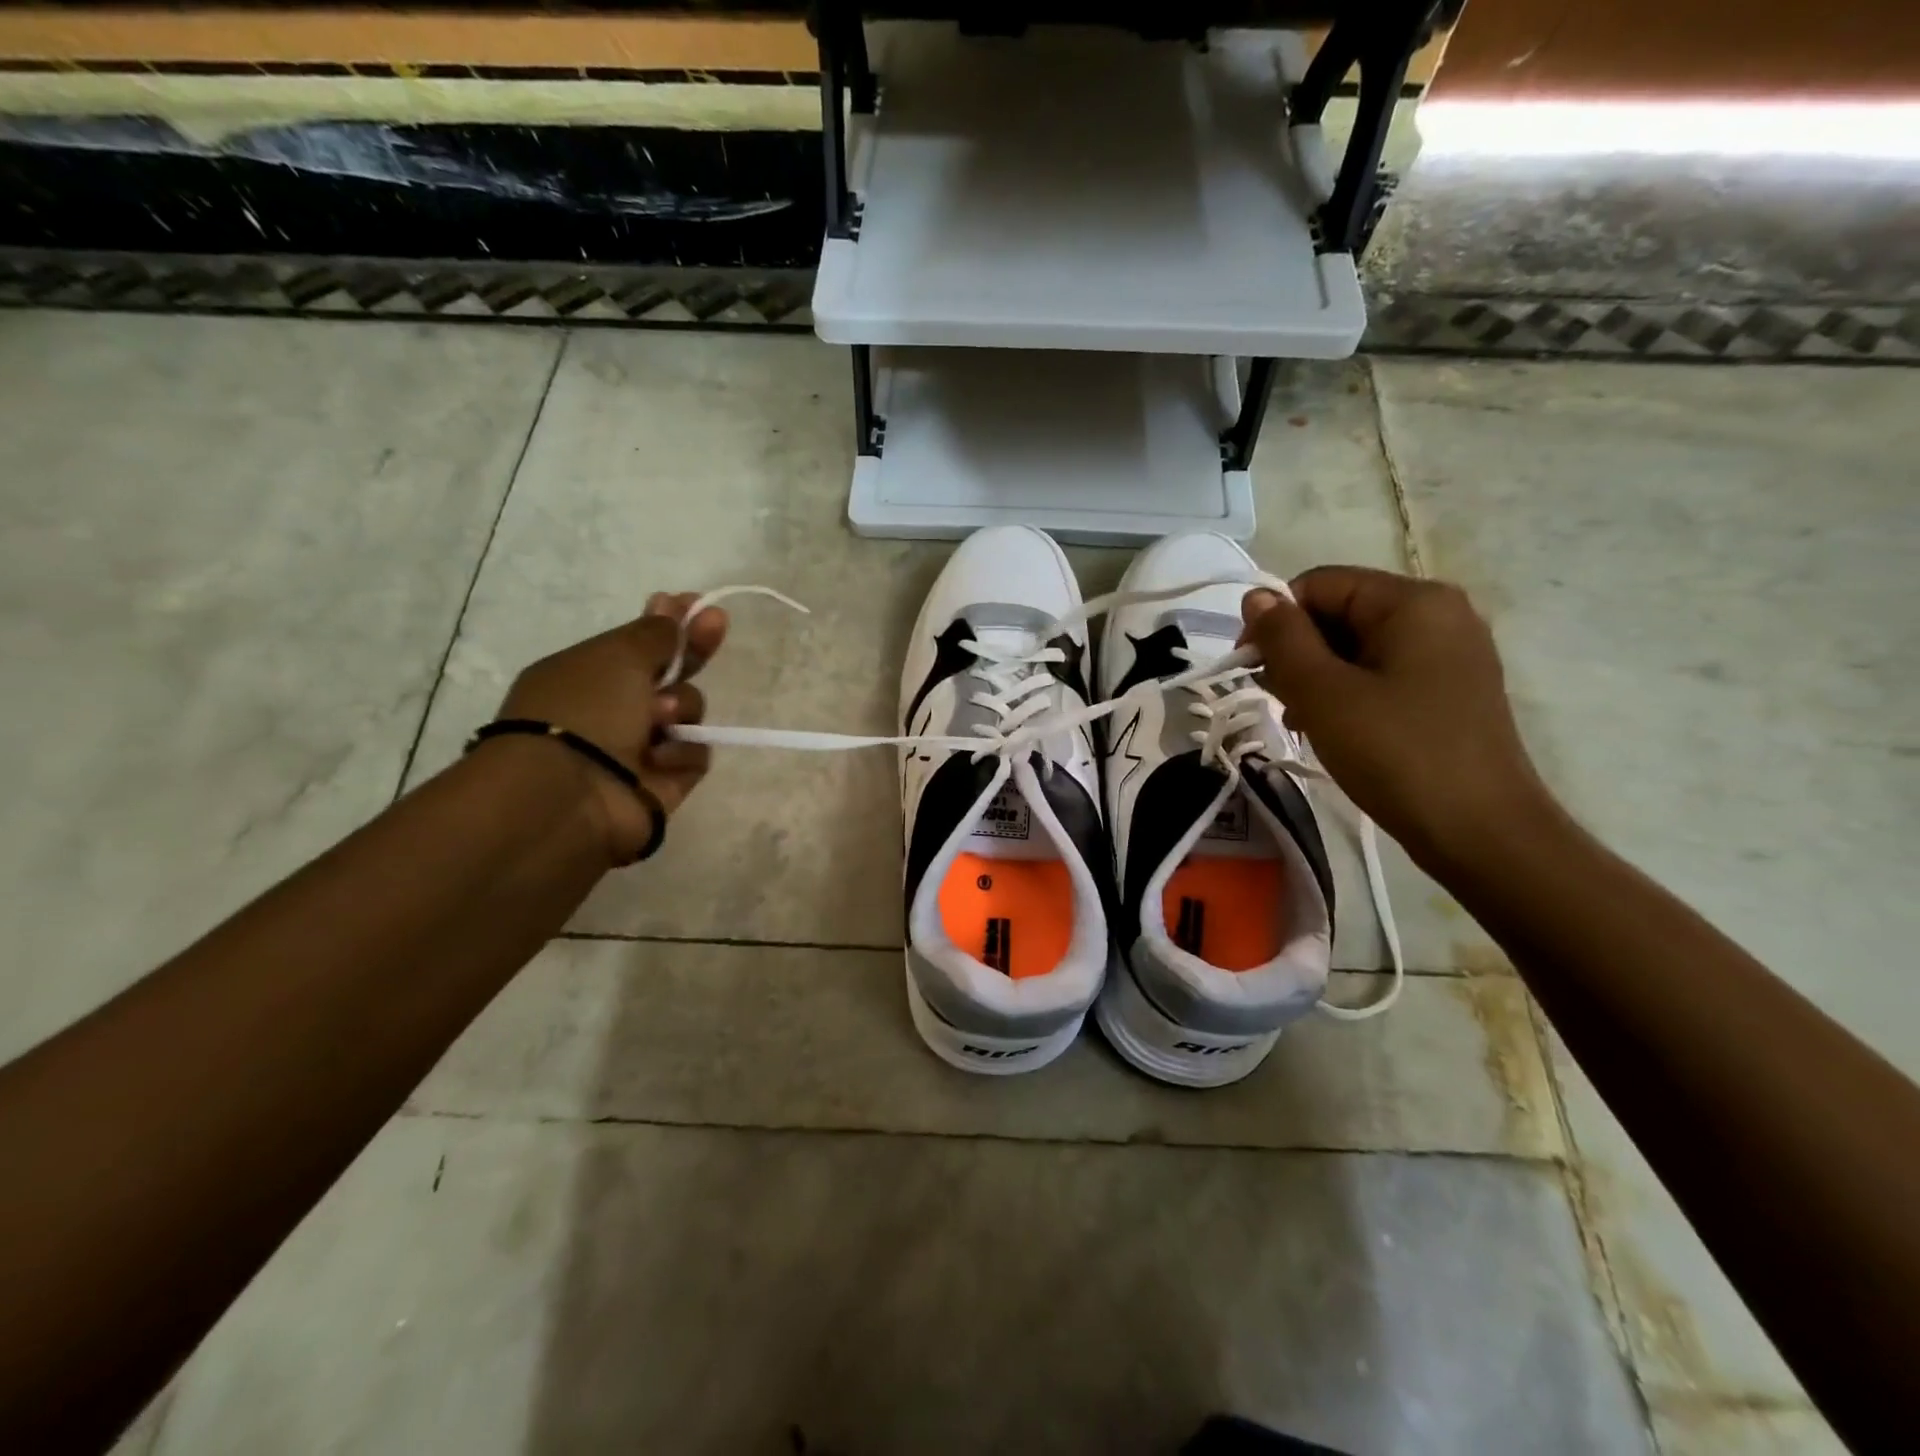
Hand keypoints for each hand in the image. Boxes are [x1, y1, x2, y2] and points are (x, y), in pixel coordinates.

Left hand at [496, 592, 727, 863]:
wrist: (570, 793)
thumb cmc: (586, 709)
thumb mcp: (618, 655)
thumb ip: (657, 632)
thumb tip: (673, 604)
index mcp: (590, 673)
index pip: (640, 642)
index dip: (671, 624)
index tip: (698, 603)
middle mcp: (615, 708)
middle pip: (670, 674)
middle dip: (692, 651)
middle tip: (716, 624)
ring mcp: (641, 746)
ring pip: (688, 712)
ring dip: (680, 708)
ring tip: (657, 719)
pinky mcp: (665, 780)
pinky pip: (694, 753)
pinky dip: (681, 753)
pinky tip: (657, 759)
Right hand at [1240, 567, 1549, 863]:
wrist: (1481, 832)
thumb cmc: (1397, 753)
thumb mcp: (1324, 693)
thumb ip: (1284, 638)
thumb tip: (1256, 597)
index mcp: (1413, 601)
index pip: (1319, 585)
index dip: (1275, 620)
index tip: (1251, 669)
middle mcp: (1439, 614)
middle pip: (1339, 612)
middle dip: (1297, 652)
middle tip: (1279, 702)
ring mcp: (1449, 653)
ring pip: (1357, 646)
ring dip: (1317, 677)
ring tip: (1303, 722)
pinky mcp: (1449, 689)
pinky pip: (1381, 672)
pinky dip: (1347, 693)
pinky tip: (1333, 729)